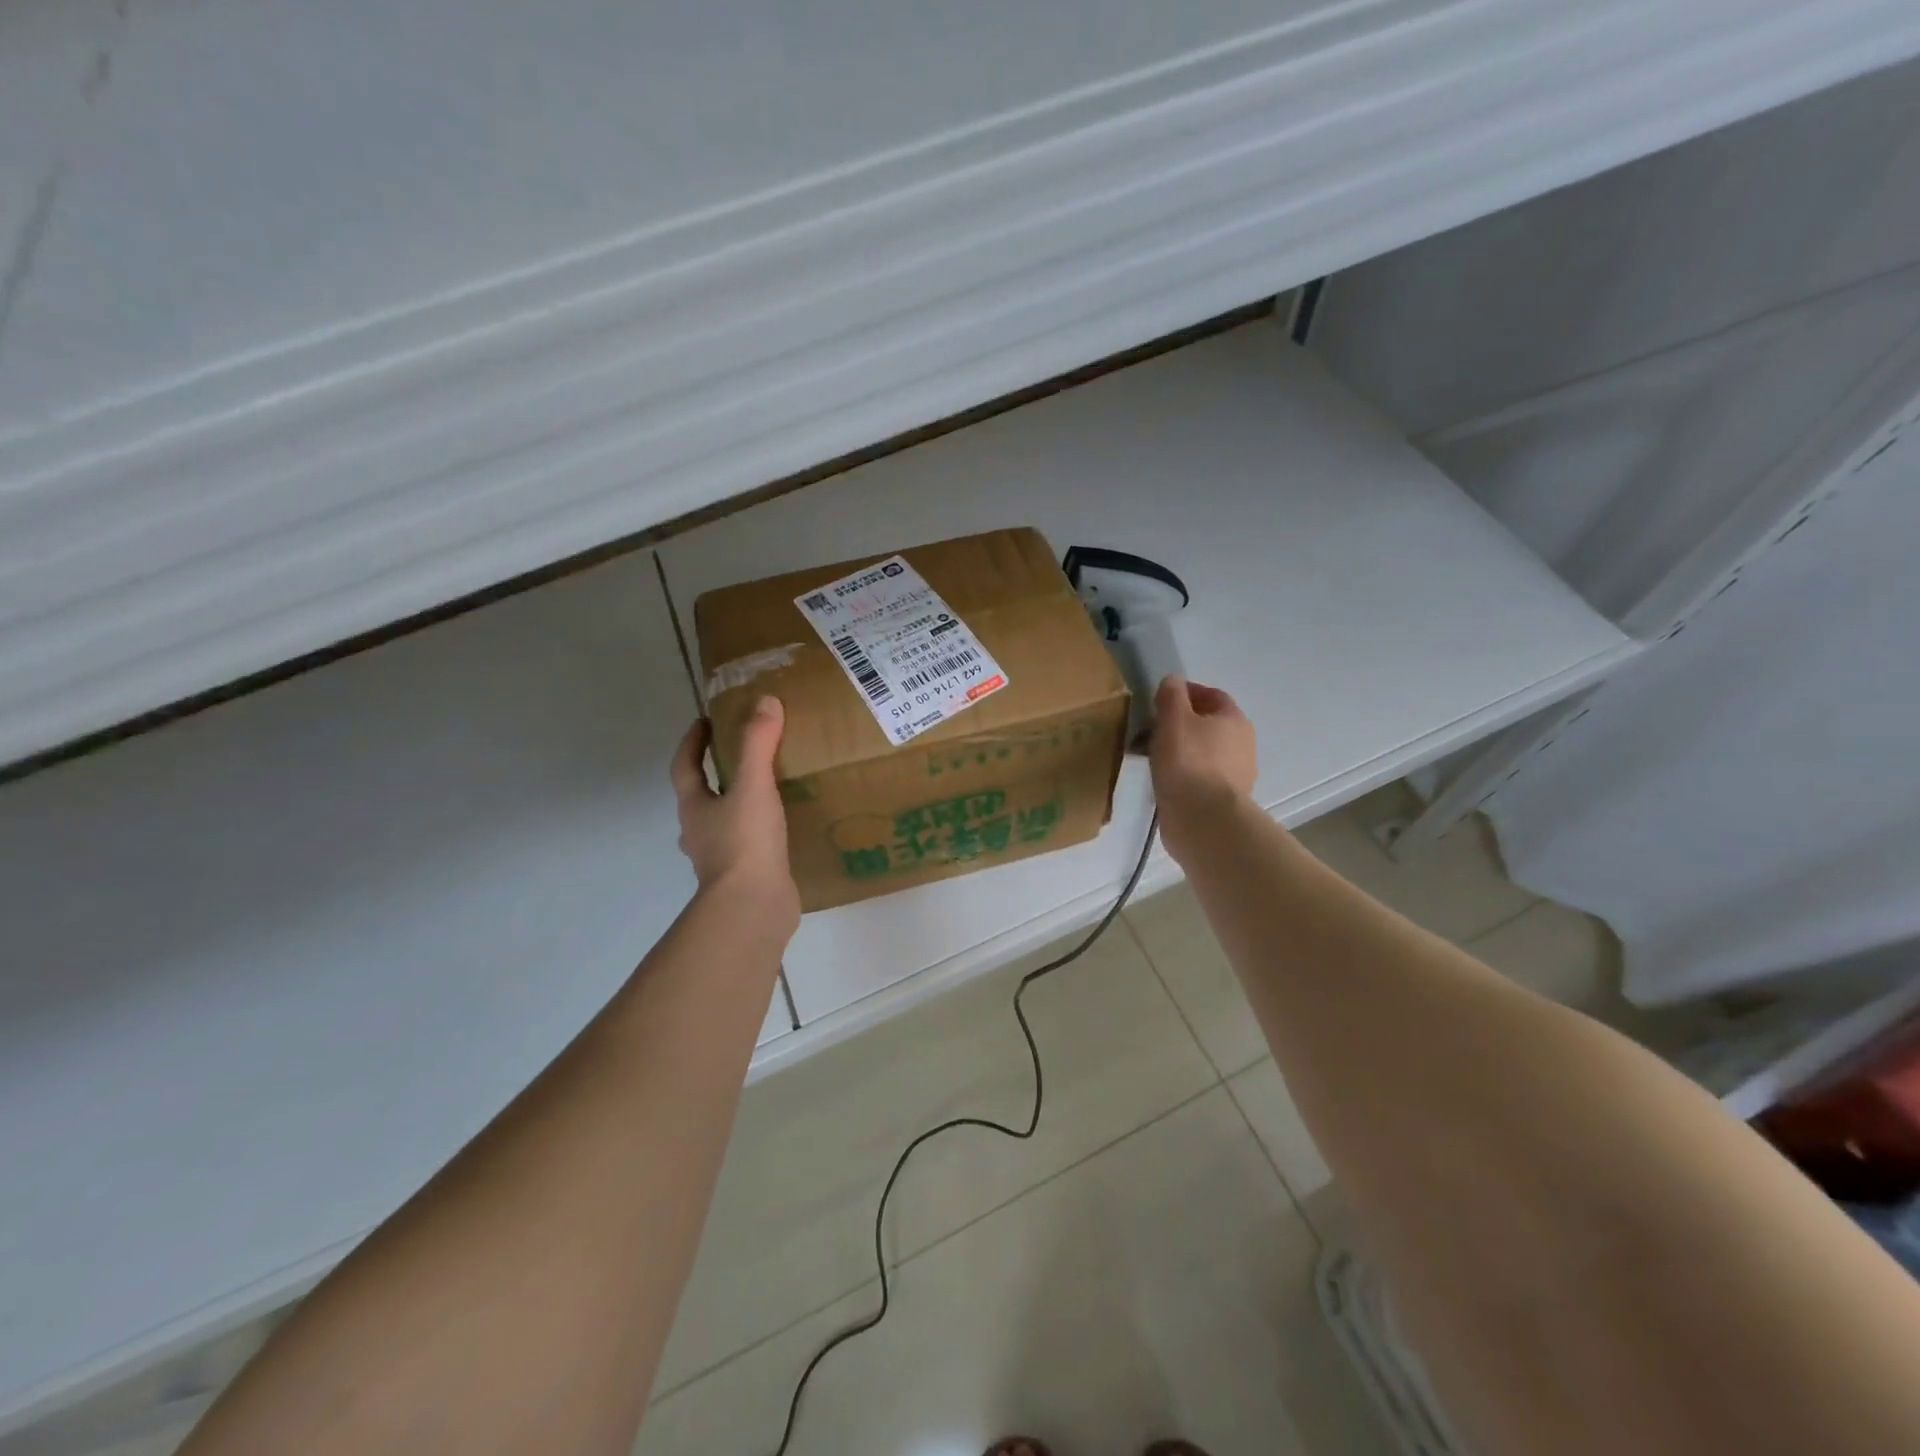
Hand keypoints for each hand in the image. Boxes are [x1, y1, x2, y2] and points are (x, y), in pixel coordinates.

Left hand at [670, 696, 799, 917]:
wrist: (752, 907)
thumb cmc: (744, 842)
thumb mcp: (753, 785)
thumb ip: (757, 744)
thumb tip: (764, 701)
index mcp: (694, 808)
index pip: (684, 767)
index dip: (692, 742)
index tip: (705, 721)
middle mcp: (700, 832)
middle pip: (700, 796)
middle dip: (715, 775)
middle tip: (742, 754)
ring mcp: (719, 858)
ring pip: (723, 823)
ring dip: (736, 806)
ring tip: (768, 790)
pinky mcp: (744, 876)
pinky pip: (748, 846)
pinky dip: (759, 832)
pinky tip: (783, 828)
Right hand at [1149, 676, 1258, 864]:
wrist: (1203, 820)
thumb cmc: (1188, 762)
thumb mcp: (1173, 718)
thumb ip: (1171, 695)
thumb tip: (1173, 681)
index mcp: (1234, 720)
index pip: (1212, 695)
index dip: (1186, 692)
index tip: (1159, 699)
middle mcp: (1242, 745)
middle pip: (1207, 724)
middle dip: (1179, 723)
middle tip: (1149, 729)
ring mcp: (1236, 775)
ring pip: (1202, 752)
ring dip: (1178, 749)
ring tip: (1149, 756)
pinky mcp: (1222, 800)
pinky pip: (1199, 776)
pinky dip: (1181, 772)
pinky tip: (1162, 779)